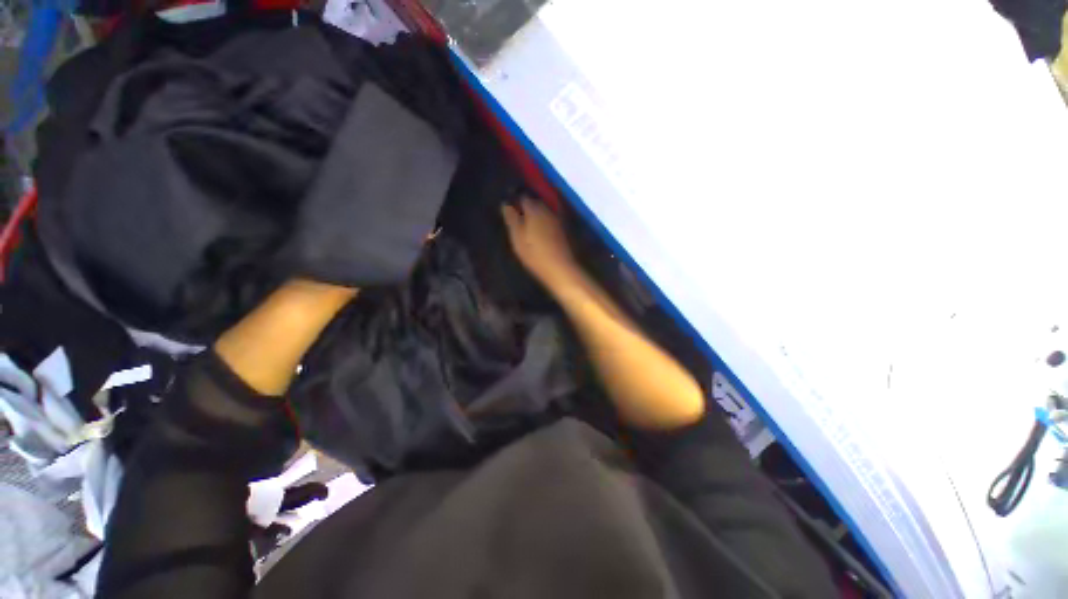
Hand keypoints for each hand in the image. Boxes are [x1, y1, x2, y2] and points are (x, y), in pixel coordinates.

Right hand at [501, 197, 579, 290]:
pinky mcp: (564, 230)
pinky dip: (544, 223)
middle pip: (535, 202)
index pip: (522, 197)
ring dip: (536, 216)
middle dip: (526, 207)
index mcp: (534, 208)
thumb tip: (506, 204)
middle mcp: (547, 209)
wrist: (560, 269)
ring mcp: (557, 219)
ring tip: (527, 226)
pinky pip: (550, 221)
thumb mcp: (517, 237)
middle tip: (517, 218)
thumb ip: (511, 219)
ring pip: (543, 211)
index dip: (515, 201)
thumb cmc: (534, 253)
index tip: (508, 209)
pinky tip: (540, 233)